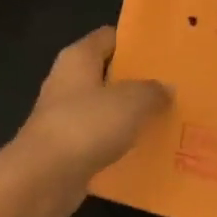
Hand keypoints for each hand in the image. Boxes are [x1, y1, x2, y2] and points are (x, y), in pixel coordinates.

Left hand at [0, 27, 170, 216]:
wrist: (41, 179)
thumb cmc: (85, 126)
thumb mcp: (131, 102)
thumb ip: (152, 91)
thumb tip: (165, 88)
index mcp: (78, 58)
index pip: (110, 37)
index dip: (136, 42)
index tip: (165, 51)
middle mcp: (68, 81)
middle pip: (109, 73)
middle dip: (139, 80)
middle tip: (174, 86)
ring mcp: (65, 116)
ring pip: (106, 108)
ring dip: (131, 114)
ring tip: (168, 118)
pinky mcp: (66, 148)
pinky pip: (101, 138)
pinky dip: (120, 143)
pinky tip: (147, 149)